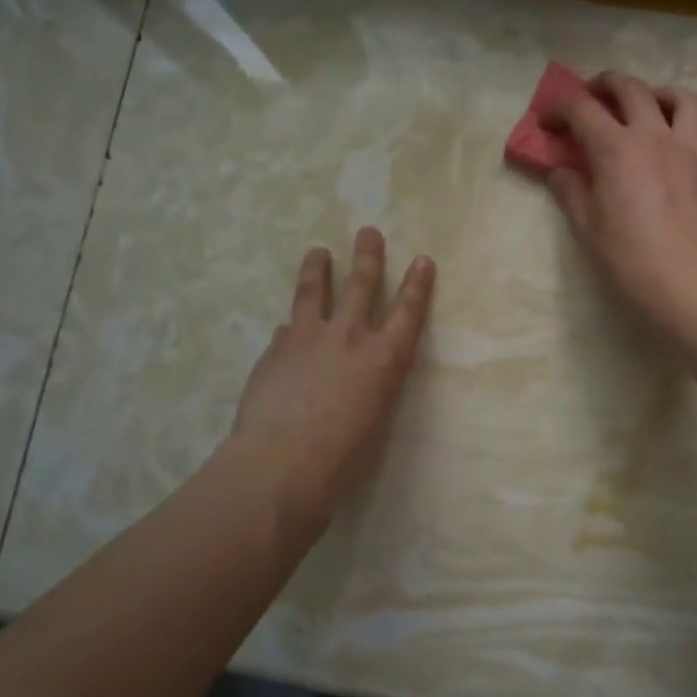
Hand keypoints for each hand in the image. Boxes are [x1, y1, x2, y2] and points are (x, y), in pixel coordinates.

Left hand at [230, 227, 435, 524]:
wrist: (280, 464)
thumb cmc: (342, 459)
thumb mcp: (375, 422)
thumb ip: (371, 388)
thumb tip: (357, 375)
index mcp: (383, 358)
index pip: (408, 313)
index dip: (417, 285)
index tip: (422, 260)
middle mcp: (348, 337)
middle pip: (361, 285)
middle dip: (368, 256)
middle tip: (368, 232)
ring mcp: (307, 338)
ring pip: (313, 292)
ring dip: (317, 269)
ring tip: (317, 251)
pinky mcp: (274, 350)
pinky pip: (286, 329)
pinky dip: (291, 325)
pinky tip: (287, 327)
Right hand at [543, 71, 696, 332]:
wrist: (687, 280)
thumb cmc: (628, 257)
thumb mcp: (586, 226)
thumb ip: (570, 190)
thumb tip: (559, 171)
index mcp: (616, 148)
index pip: (581, 110)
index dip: (559, 109)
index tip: (548, 122)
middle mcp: (655, 135)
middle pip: (631, 89)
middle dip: (606, 85)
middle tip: (594, 96)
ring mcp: (694, 147)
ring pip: (682, 98)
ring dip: (659, 94)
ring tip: (650, 106)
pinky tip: (688, 139)